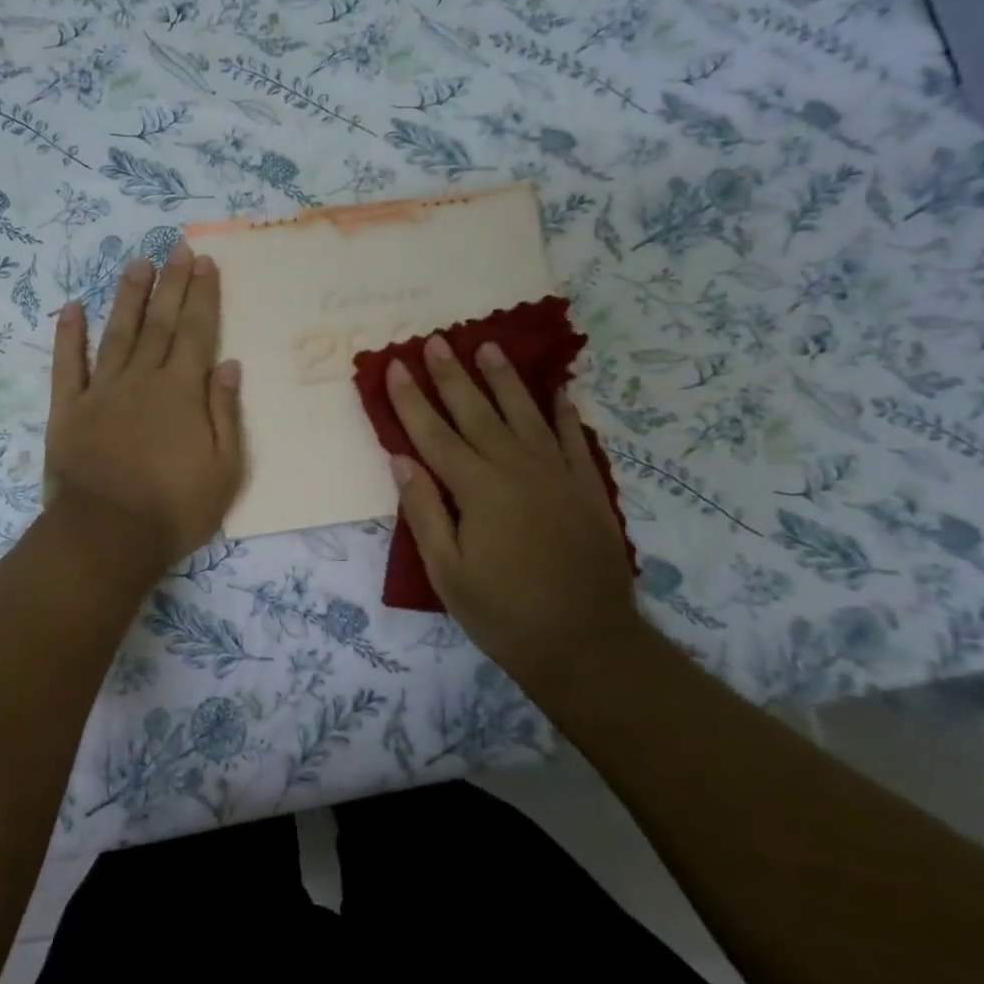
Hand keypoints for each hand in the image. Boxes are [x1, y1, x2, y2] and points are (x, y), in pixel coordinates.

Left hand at [45, 244, 244, 569]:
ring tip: (137, 264)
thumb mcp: (224, 469)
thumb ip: (225, 412)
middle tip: (177, 247)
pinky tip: (73, 307)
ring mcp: (101, 391)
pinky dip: (69, 335)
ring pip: (117, 333)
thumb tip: (228, 364)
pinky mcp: (68, 410)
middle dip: (171, 283)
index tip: (205, 262)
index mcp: (182, 391)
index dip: (202, 295)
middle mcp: (142, 379)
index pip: (196, 331)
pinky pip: (68, 365)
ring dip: (128, 296)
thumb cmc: (174, 508)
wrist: (105, 537)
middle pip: (160, 322)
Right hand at [387, 335, 636, 685]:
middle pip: (477, 411)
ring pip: (524, 413)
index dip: (410, 399)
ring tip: (488, 347)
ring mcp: (556, 473)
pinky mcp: (587, 486)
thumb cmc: (504, 613)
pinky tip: (557, 392)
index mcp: (477, 488)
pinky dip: (563, 412)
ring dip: (503, 379)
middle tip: (436, 340)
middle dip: (451, 375)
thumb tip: (402, 459)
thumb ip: (424, 511)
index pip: (434, 433)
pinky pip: (572, 438)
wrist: (588, 644)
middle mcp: (516, 468)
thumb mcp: (448, 573)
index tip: (395, 364)